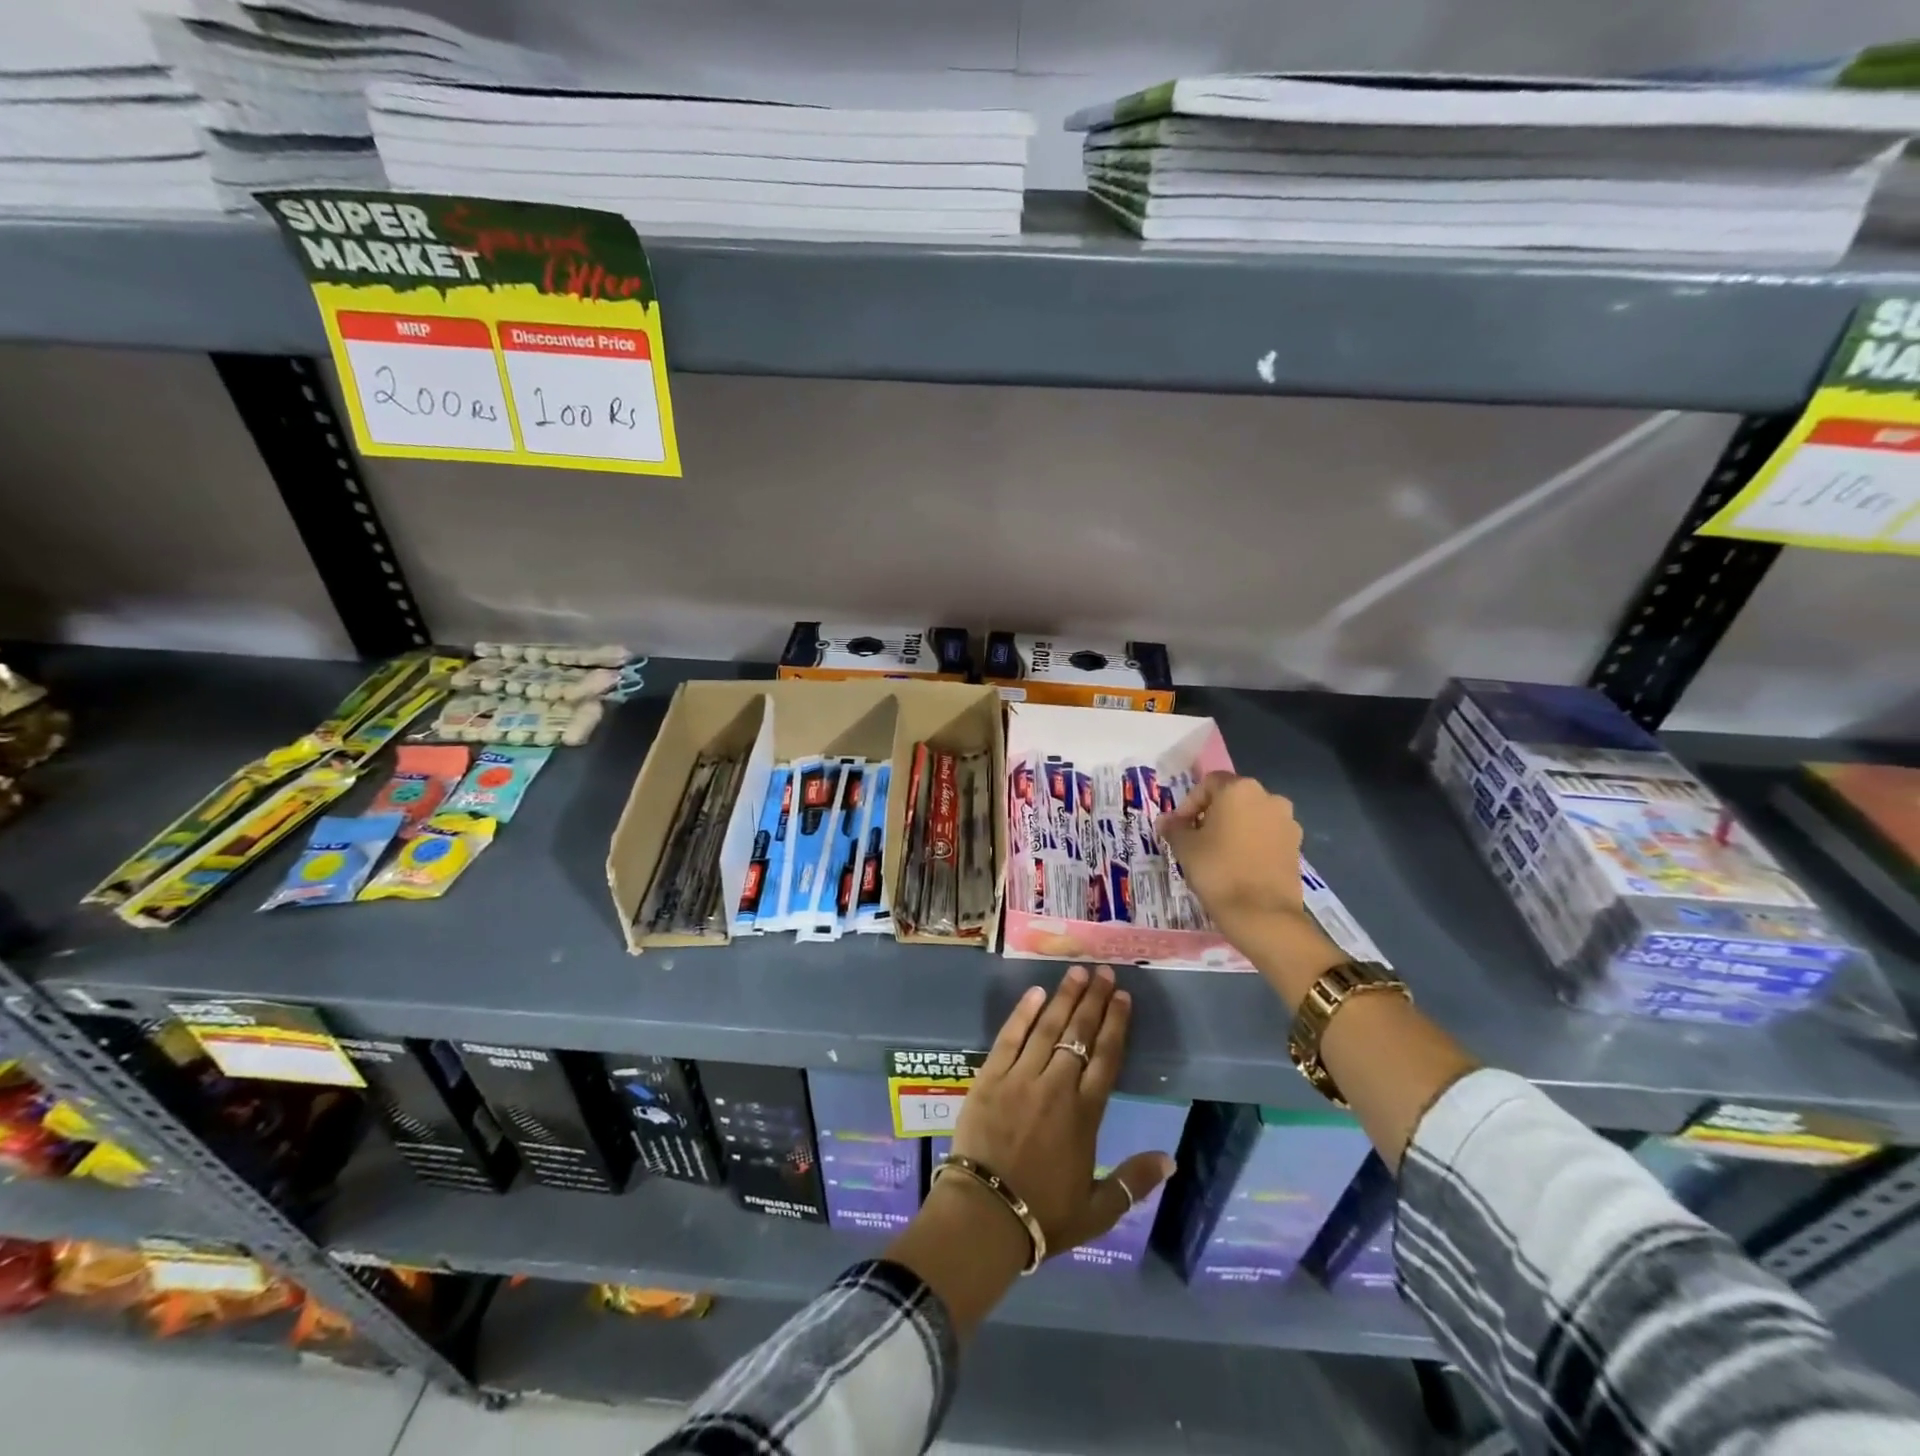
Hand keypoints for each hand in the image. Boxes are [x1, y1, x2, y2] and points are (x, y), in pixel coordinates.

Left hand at [951, 965, 1174, 1259]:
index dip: (1116, 1024)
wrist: (984, 1216)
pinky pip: (1009, 1037)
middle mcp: (1056, 1087)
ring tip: (1075, 972)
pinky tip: (1035, 993)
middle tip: (1102, 972)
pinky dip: (1023, 1013)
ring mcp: (1020, 1078)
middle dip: (1093, 1000)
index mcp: (1084, 1115)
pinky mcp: (990, 1077)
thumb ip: (1133, 1182)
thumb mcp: (1097, 1210)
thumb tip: (1170, 1160)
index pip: (1106, 1058)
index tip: (1122, 997)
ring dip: (1064, 998)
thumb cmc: (1043, 1216)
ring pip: (1047, 1028)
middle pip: (1079, 1034)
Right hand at [1156, 771, 1304, 928]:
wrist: (1262, 914)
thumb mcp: (1186, 847)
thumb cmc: (1218, 870)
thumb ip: (1175, 828)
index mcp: (1239, 789)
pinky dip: (1252, 843)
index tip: (1179, 827)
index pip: (1208, 784)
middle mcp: (1268, 797)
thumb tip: (1166, 821)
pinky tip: (1239, 864)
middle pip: (1232, 798)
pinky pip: (1267, 835)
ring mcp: (1287, 822)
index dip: (1189, 803)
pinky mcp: (1297, 846)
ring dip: (1234, 828)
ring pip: (1252, 816)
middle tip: (1196, 838)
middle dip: (1212, 814)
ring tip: (1218, 853)